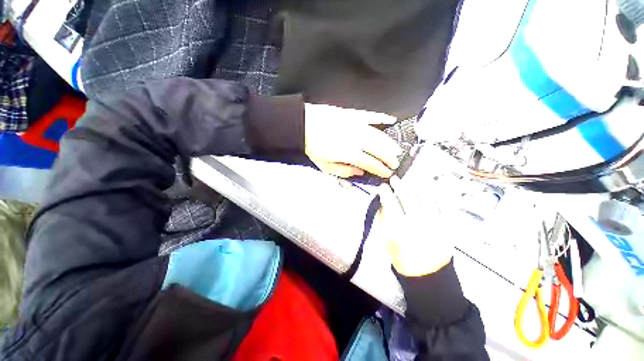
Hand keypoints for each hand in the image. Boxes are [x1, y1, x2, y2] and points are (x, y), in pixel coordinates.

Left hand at [304, 103, 402, 177]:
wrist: (303, 125)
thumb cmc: (313, 147)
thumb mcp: (325, 166)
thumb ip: (344, 171)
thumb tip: (359, 172)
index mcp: (349, 153)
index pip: (371, 163)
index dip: (381, 169)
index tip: (387, 173)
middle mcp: (356, 139)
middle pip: (379, 149)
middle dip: (389, 158)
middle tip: (395, 163)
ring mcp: (356, 125)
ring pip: (379, 135)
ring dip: (390, 143)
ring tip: (397, 149)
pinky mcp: (354, 114)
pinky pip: (371, 116)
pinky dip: (382, 118)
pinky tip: (391, 120)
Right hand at [378, 176, 452, 276]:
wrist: (428, 276)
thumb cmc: (402, 260)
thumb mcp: (386, 241)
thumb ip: (383, 221)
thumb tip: (382, 205)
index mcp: (400, 228)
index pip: (390, 203)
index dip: (385, 193)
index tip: (383, 186)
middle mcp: (418, 222)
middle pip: (407, 197)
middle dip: (399, 186)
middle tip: (395, 179)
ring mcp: (435, 223)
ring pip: (426, 198)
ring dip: (416, 186)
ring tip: (411, 181)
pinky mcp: (448, 226)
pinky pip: (443, 205)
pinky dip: (437, 195)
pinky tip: (431, 188)